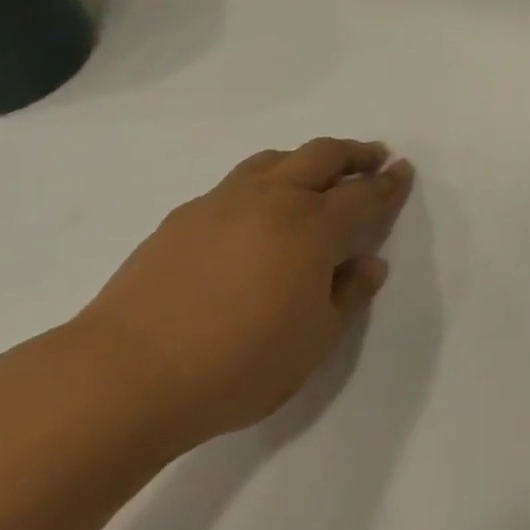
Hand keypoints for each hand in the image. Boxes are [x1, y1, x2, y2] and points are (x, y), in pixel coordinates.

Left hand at [73, 138, 414, 447]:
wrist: (125, 376)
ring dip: (305, 159)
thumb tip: (368, 263)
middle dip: (354, 153)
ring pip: (275, 160)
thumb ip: (348, 296)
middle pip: (322, 156)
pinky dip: (262, 182)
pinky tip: (254, 212)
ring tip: (315, 173)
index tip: (403, 170)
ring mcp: (223, 203)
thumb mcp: (315, 342)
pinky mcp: (183, 217)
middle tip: (372, 156)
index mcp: (313, 226)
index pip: (364, 195)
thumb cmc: (237, 364)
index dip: (389, 183)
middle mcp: (273, 199)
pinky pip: (236, 183)